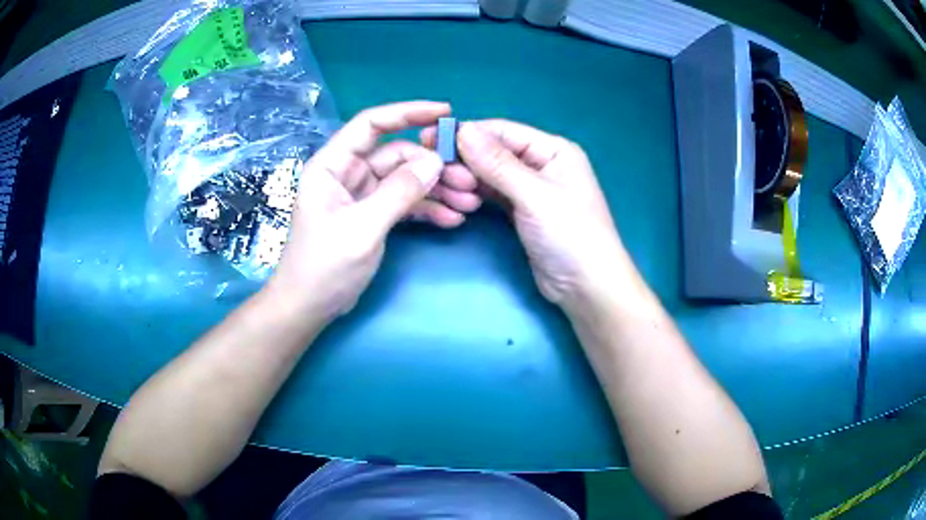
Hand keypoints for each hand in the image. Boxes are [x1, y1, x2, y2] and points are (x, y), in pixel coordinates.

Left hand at [269, 101, 479, 319]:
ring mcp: (362, 195)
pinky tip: (451, 219)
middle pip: (397, 154)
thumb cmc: (324, 267)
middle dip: (432, 165)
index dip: (407, 113)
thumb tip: (435, 161)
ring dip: (436, 189)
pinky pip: (404, 202)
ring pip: (405, 179)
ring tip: (469, 203)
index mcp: (333, 165)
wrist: (310, 307)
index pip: (371, 124)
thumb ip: (398, 193)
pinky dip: (427, 209)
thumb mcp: (362, 228)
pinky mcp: (372, 215)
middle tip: (467, 180)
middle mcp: (348, 173)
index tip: (445, 112)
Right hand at [425, 119, 624, 306]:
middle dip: (464, 157)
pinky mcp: (521, 211)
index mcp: (553, 150)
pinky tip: (457, 196)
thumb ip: (497, 163)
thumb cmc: (570, 235)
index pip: (503, 131)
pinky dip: (475, 194)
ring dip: (467, 177)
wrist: (586, 287)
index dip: (467, 132)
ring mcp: (530, 189)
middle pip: (494, 151)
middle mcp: (541, 163)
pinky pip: (493, 194)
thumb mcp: (534, 195)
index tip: (431, 138)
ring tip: (440, 184)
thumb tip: (463, 130)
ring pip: (490, 174)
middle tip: (430, 166)